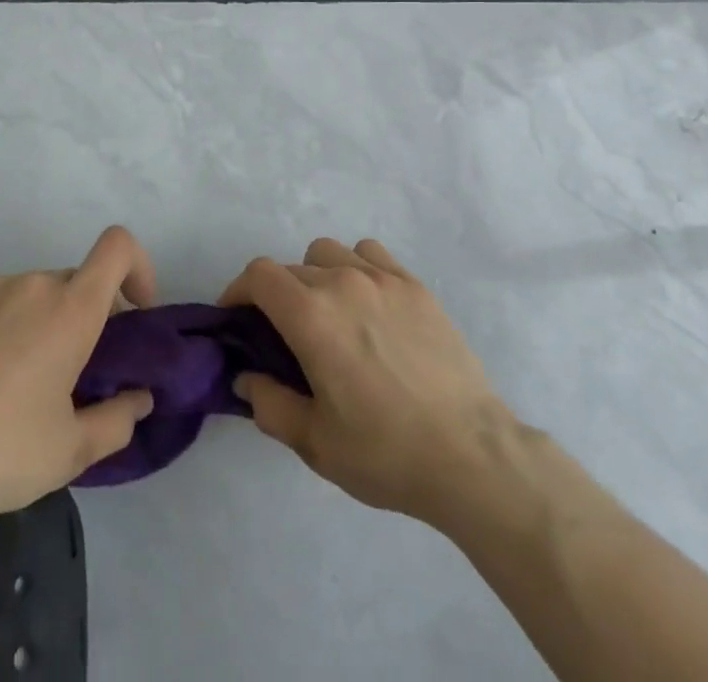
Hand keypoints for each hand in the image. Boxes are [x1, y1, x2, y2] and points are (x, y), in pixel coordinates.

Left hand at [0, 226, 158, 528]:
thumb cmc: (2, 449)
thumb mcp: (71, 450)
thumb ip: (118, 420)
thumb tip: (139, 399)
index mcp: (71, 308)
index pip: (118, 247)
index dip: (138, 268)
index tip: (135, 314)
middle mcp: (33, 285)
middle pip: (78, 280)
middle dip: (89, 315)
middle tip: (78, 371)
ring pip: (37, 293)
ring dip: (47, 321)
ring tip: (27, 380)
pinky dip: (9, 325)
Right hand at [219, 237, 520, 526]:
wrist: (470, 454)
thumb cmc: (386, 452)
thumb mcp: (315, 442)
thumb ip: (269, 404)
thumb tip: (246, 377)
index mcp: (312, 316)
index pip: (259, 275)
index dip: (238, 290)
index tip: (237, 319)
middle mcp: (343, 282)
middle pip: (291, 268)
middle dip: (276, 296)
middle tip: (284, 336)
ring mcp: (383, 278)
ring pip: (329, 253)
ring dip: (315, 276)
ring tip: (328, 314)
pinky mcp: (415, 285)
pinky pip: (370, 254)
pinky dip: (356, 268)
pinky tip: (368, 303)